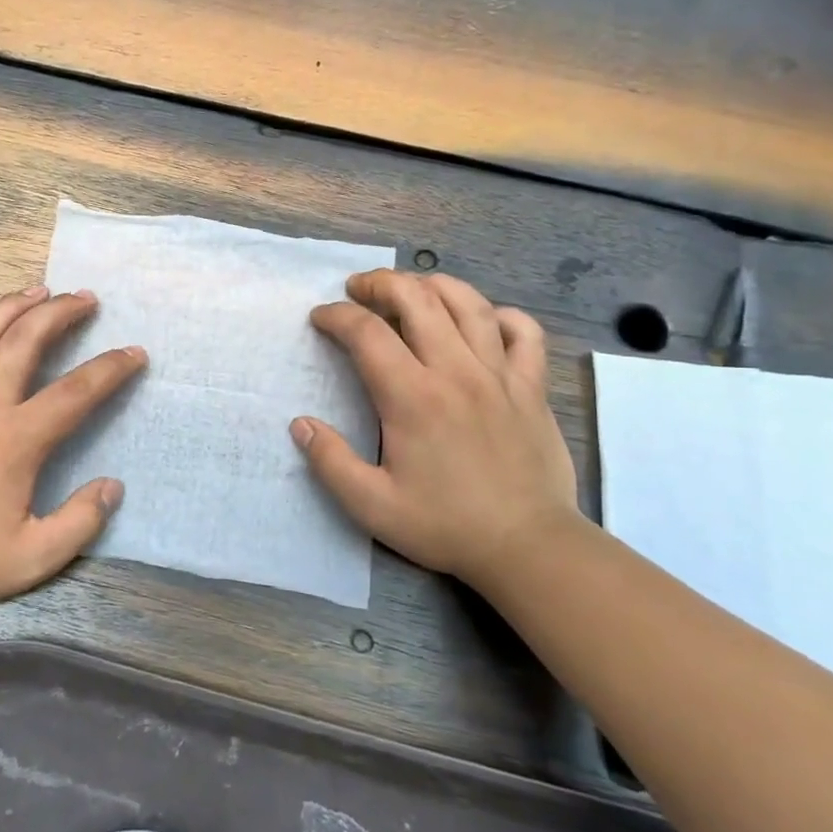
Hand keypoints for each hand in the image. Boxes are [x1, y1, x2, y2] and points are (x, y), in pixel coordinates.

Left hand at [0, 286, 146, 610]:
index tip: (134, 353)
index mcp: (15, 439)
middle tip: (84, 298)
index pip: (76, 391)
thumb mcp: (35, 557)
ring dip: (12, 307)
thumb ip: (81, 521)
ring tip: (37, 290)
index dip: (111, 369)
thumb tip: (112, 486)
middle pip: (25, 340)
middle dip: (60, 312)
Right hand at [292, 269, 577, 586]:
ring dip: (433, 285)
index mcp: (411, 397)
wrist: (529, 547)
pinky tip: (484, 320)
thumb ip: (330, 461)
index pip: (366, 333)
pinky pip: (524, 333)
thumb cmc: (446, 525)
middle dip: (380, 284)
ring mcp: (500, 375)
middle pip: (417, 299)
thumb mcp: (371, 505)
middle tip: (358, 289)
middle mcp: (455, 372)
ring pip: (469, 304)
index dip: (336, 316)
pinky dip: (502, 315)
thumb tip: (300, 424)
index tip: (320, 318)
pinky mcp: (532, 387)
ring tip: (411, 288)